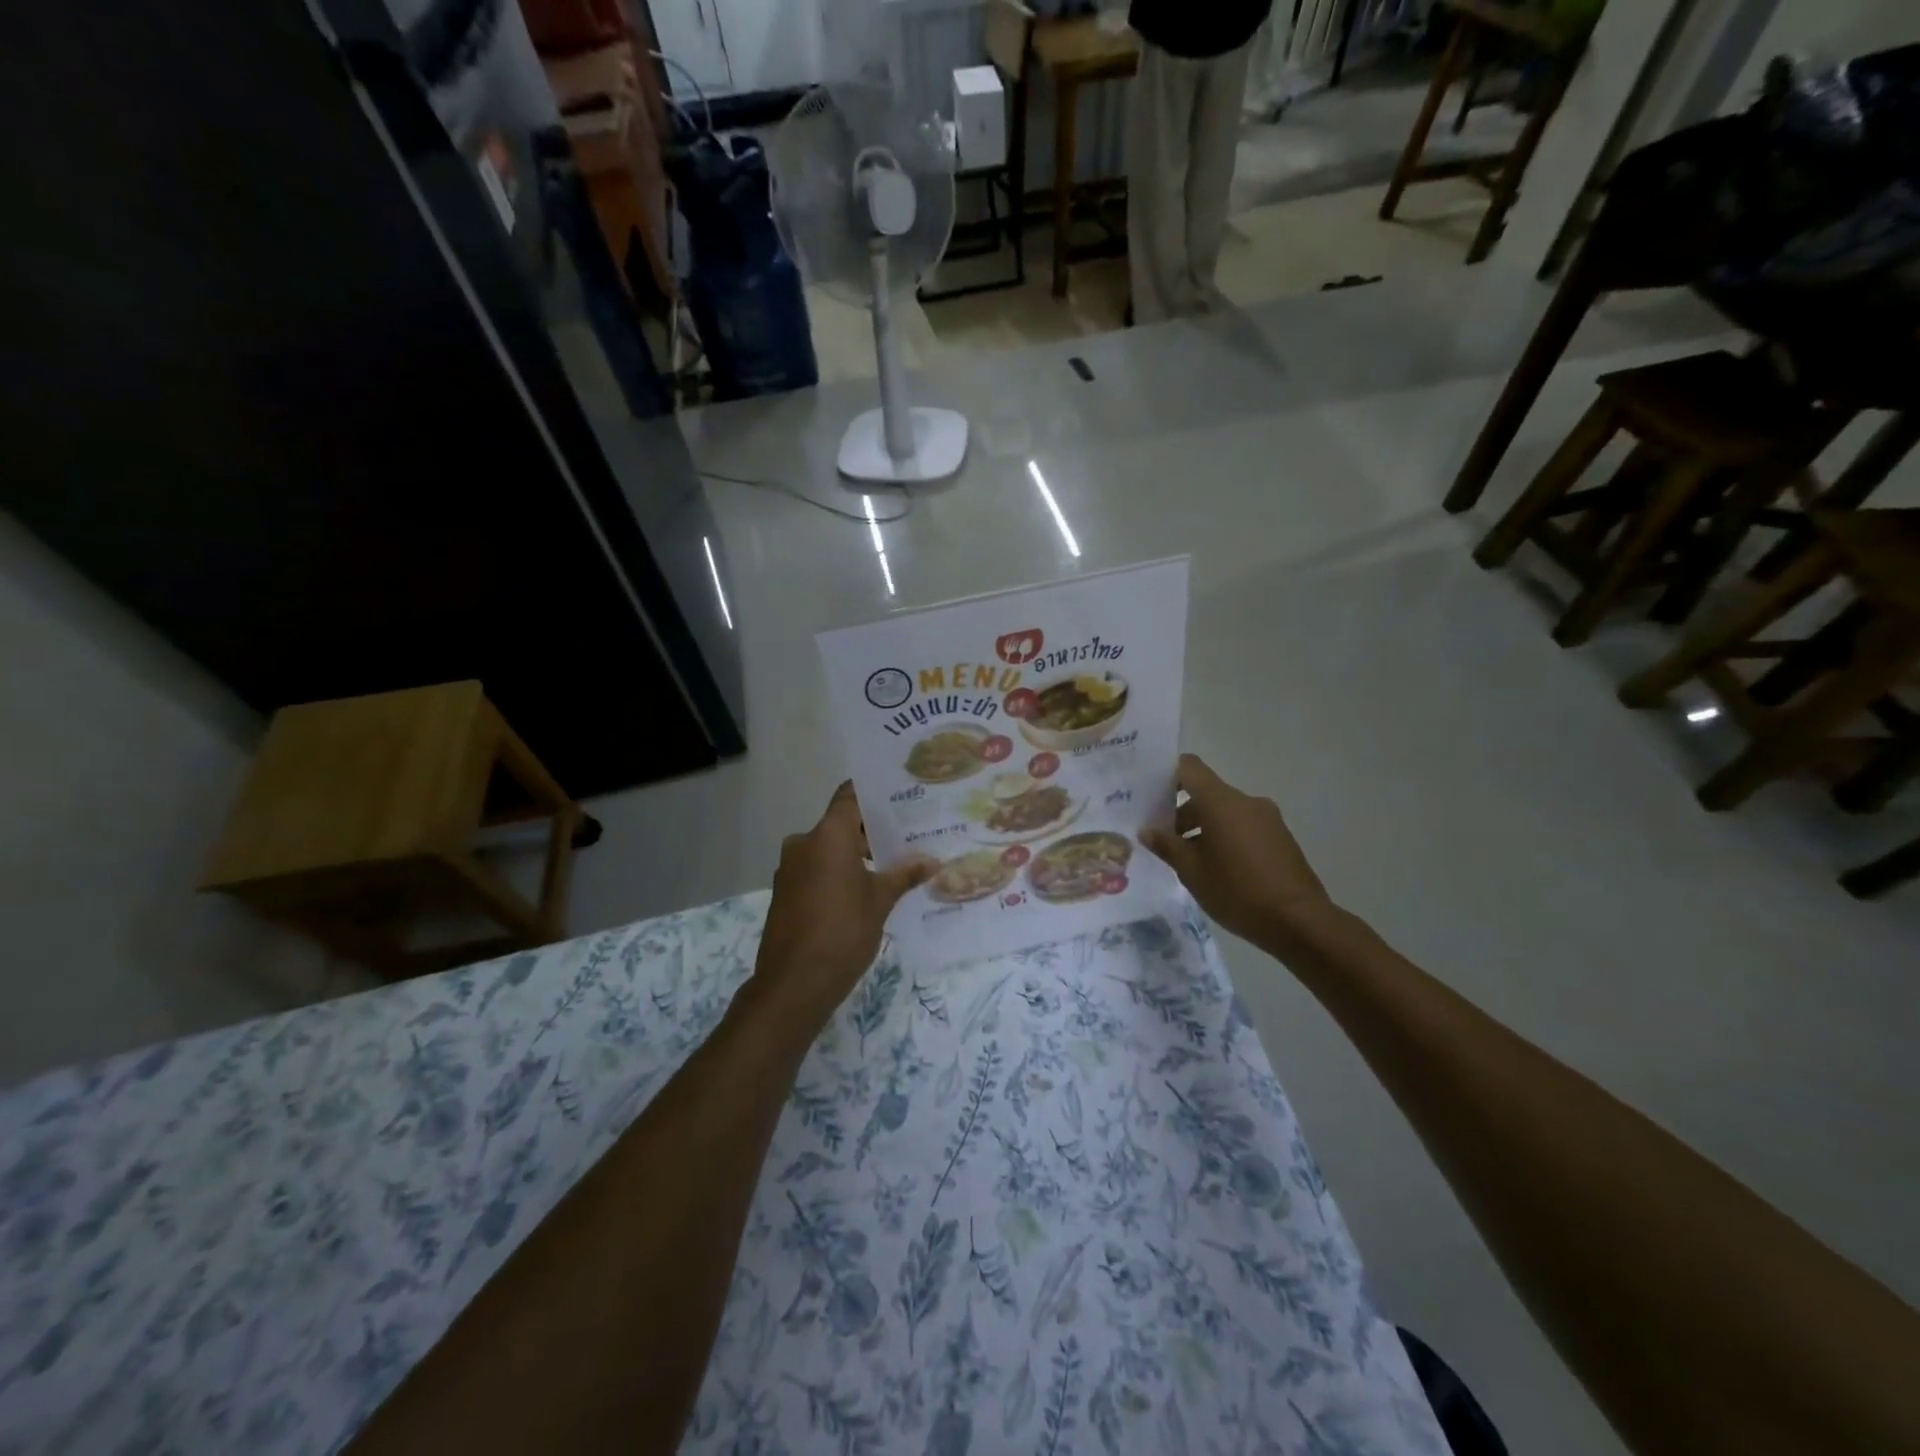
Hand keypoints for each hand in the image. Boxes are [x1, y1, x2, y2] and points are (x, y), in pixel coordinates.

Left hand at [747, 783, 934, 1030]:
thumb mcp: (880, 901)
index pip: (850, 796)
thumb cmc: (842, 932)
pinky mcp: (785, 891)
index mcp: (828, 835)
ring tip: (891, 865)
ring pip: (828, 848)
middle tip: (908, 836)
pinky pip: (816, 868)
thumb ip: (904, 875)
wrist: (793, 984)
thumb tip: (932, 861)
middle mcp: (804, 842)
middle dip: (872, 830)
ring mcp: (790, 868)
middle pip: (841, 823)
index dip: (873, 794)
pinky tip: (863, 890)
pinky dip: (837, 872)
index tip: (900, 796)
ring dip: (855, 854)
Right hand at [1140, 755, 1334, 947]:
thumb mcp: (1192, 871)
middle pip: (1206, 793)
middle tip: (1164, 841)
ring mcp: (1268, 819)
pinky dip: (1226, 837)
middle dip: (1182, 813)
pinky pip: (1244, 826)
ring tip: (1190, 861)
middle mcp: (1246, 802)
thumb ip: (1167, 846)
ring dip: (1204, 828)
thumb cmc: (1237, 891)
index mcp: (1221, 802)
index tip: (1150, 795)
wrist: (1299, 922)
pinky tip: (1219, 870)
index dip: (1167, 775)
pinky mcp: (1281, 838)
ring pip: (1226, 812)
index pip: (1189, 768)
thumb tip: (1148, 831)